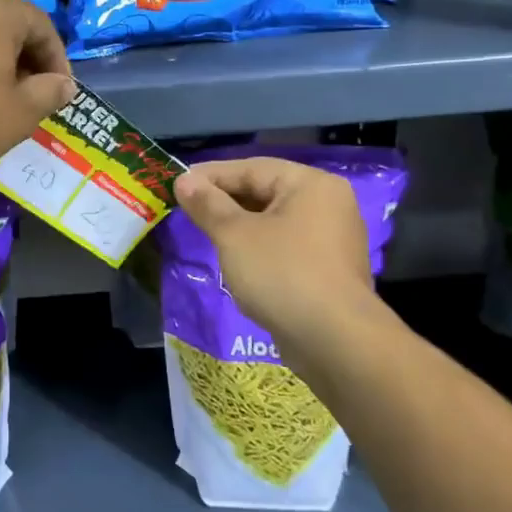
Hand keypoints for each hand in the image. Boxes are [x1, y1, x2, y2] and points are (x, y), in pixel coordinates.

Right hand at [173, 158, 385, 364]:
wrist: (335, 342)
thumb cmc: (282, 274)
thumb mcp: (234, 235)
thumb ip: (207, 204)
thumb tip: (184, 180)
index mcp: (311, 184)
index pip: (252, 168)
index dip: (211, 175)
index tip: (177, 183)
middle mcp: (328, 204)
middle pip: (265, 191)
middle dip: (225, 200)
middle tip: (187, 208)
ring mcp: (332, 238)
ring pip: (274, 220)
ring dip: (239, 224)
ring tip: (205, 231)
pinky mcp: (328, 269)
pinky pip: (285, 245)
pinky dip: (258, 246)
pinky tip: (235, 259)